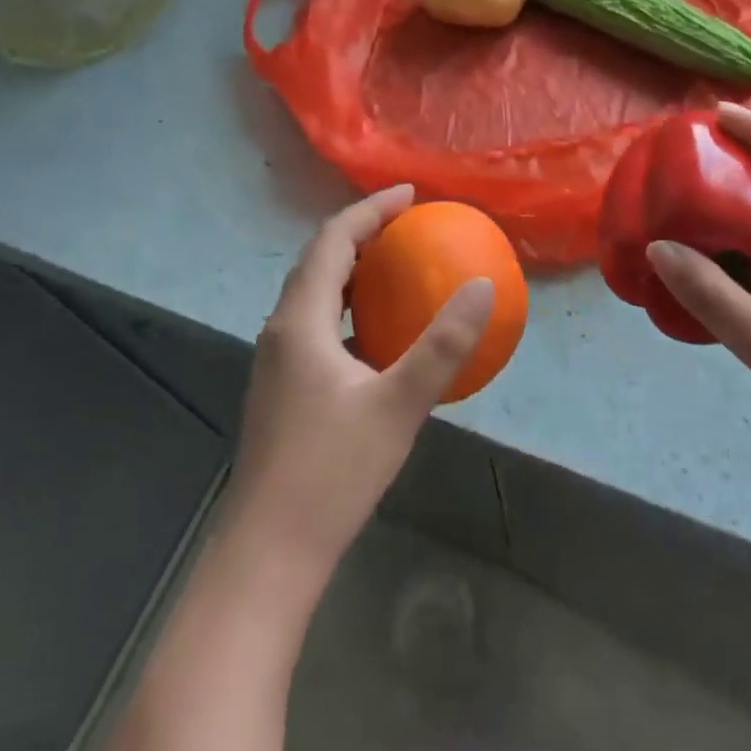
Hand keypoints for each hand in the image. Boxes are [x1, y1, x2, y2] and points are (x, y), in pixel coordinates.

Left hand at [223, 185, 493, 579]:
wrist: (268, 556)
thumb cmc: (331, 473)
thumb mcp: (398, 405)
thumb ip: (443, 344)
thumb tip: (483, 287)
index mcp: (300, 321)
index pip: (333, 240)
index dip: (370, 209)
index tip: (410, 195)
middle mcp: (281, 330)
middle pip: (320, 260)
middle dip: (362, 232)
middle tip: (409, 223)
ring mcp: (277, 362)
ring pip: (315, 294)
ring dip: (354, 269)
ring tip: (397, 265)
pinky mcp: (283, 389)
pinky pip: (319, 325)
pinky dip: (350, 308)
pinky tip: (380, 334)